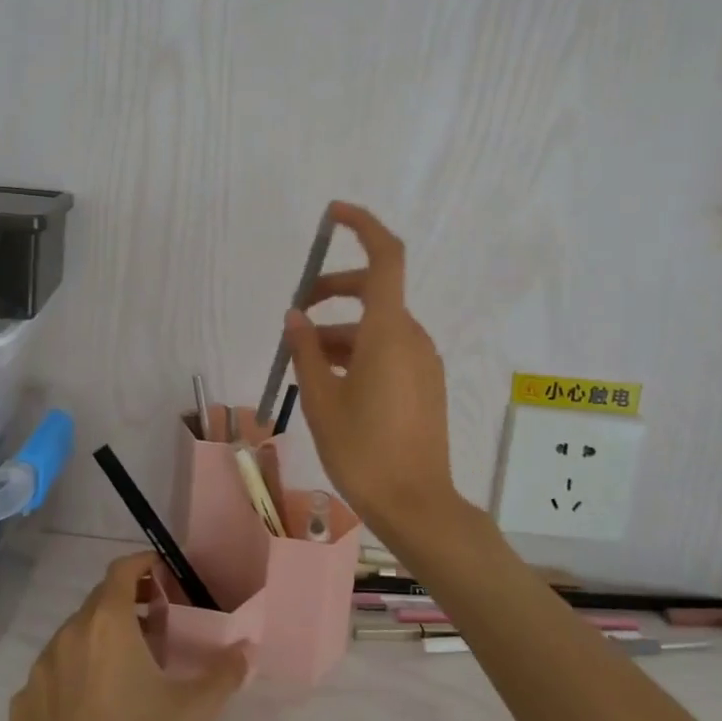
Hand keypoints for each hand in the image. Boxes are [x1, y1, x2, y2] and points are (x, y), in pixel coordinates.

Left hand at [8, 552, 245, 720]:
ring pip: (73, 636)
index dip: (144, 565)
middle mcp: (67, 637)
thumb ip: (224, 671)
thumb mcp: (195, 713)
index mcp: (106, 625)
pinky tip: (94, 708)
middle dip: (128, 602)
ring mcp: (38, 674)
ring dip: (101, 638)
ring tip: (129, 667)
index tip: (165, 575)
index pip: (121, 570)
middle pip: (98, 601)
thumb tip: (246, 648)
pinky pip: (52, 674)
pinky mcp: (20, 710)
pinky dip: (75, 673)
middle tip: (159, 624)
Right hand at [283, 202, 457, 538]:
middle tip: (296, 313)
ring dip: (340, 330)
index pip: (385, 257)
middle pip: (374, 292)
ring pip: (377, 325)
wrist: (417, 506)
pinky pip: (389, 349)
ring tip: (302, 360)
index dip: (362, 226)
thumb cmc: (363, 451)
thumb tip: (296, 316)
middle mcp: (412, 337)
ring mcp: (423, 361)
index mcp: (388, 332)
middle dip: (333, 291)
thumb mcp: (321, 399)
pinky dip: (358, 349)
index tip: (333, 214)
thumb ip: (306, 350)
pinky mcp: (425, 383)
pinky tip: (330, 380)